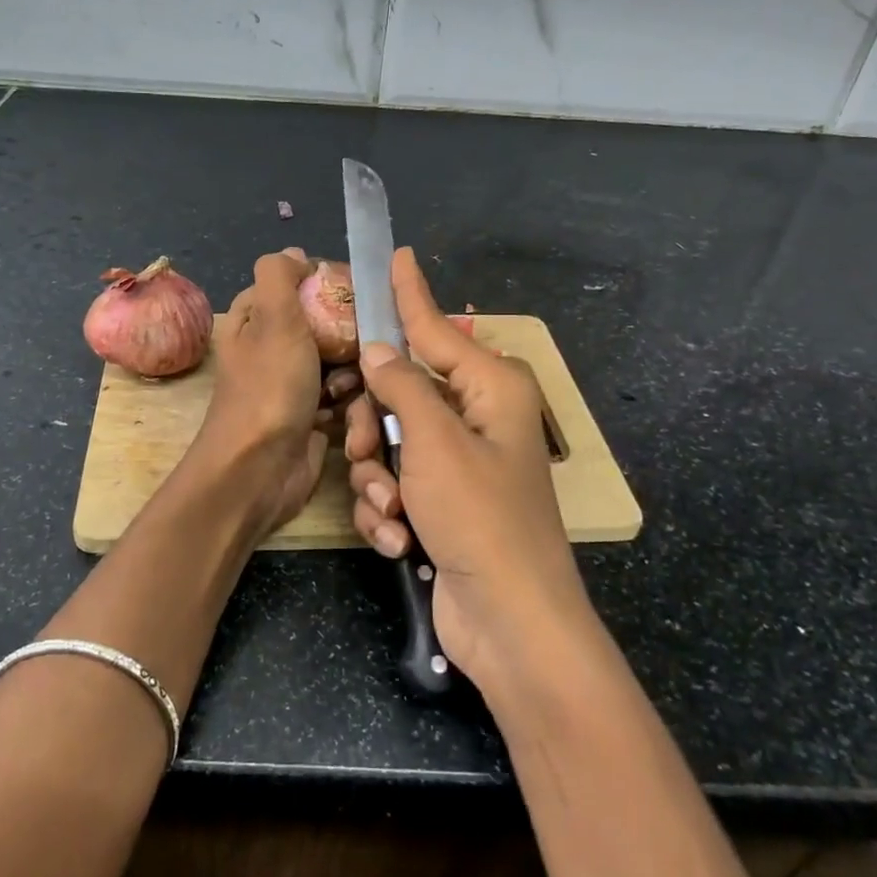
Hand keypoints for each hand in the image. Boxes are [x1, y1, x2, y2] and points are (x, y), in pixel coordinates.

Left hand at [190, 248, 360, 541]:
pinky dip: (348, 403)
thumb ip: (280, 277)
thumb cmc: (268, 387)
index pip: (297, 285)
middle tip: (360, 346)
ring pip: (339, 361)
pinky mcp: (310, 416)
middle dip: (347, 336)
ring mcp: (291, 384)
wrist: (259, 470)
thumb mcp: (273, 318)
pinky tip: (349, 414)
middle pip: (324, 324)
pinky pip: (341, 396)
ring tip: (346, 389)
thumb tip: (295, 254)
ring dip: (350, 374)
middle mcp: (271, 347)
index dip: (328, 285)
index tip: (360, 293)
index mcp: (254, 319)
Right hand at [344, 247, 592, 687]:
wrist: (510, 623)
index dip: (410, 292)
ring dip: (378, 479)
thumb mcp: (435, 441)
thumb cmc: (480, 517)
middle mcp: (476, 416)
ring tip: (391, 511)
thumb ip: (402, 384)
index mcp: (490, 387)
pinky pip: (396, 484)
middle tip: (367, 452)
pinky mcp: (443, 501)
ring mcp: (459, 462)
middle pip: (399, 392)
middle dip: (373, 427)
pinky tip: (399, 539)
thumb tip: (379, 347)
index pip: (436, 327)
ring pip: (389, 442)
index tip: (397, 254)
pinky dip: (389, 511)